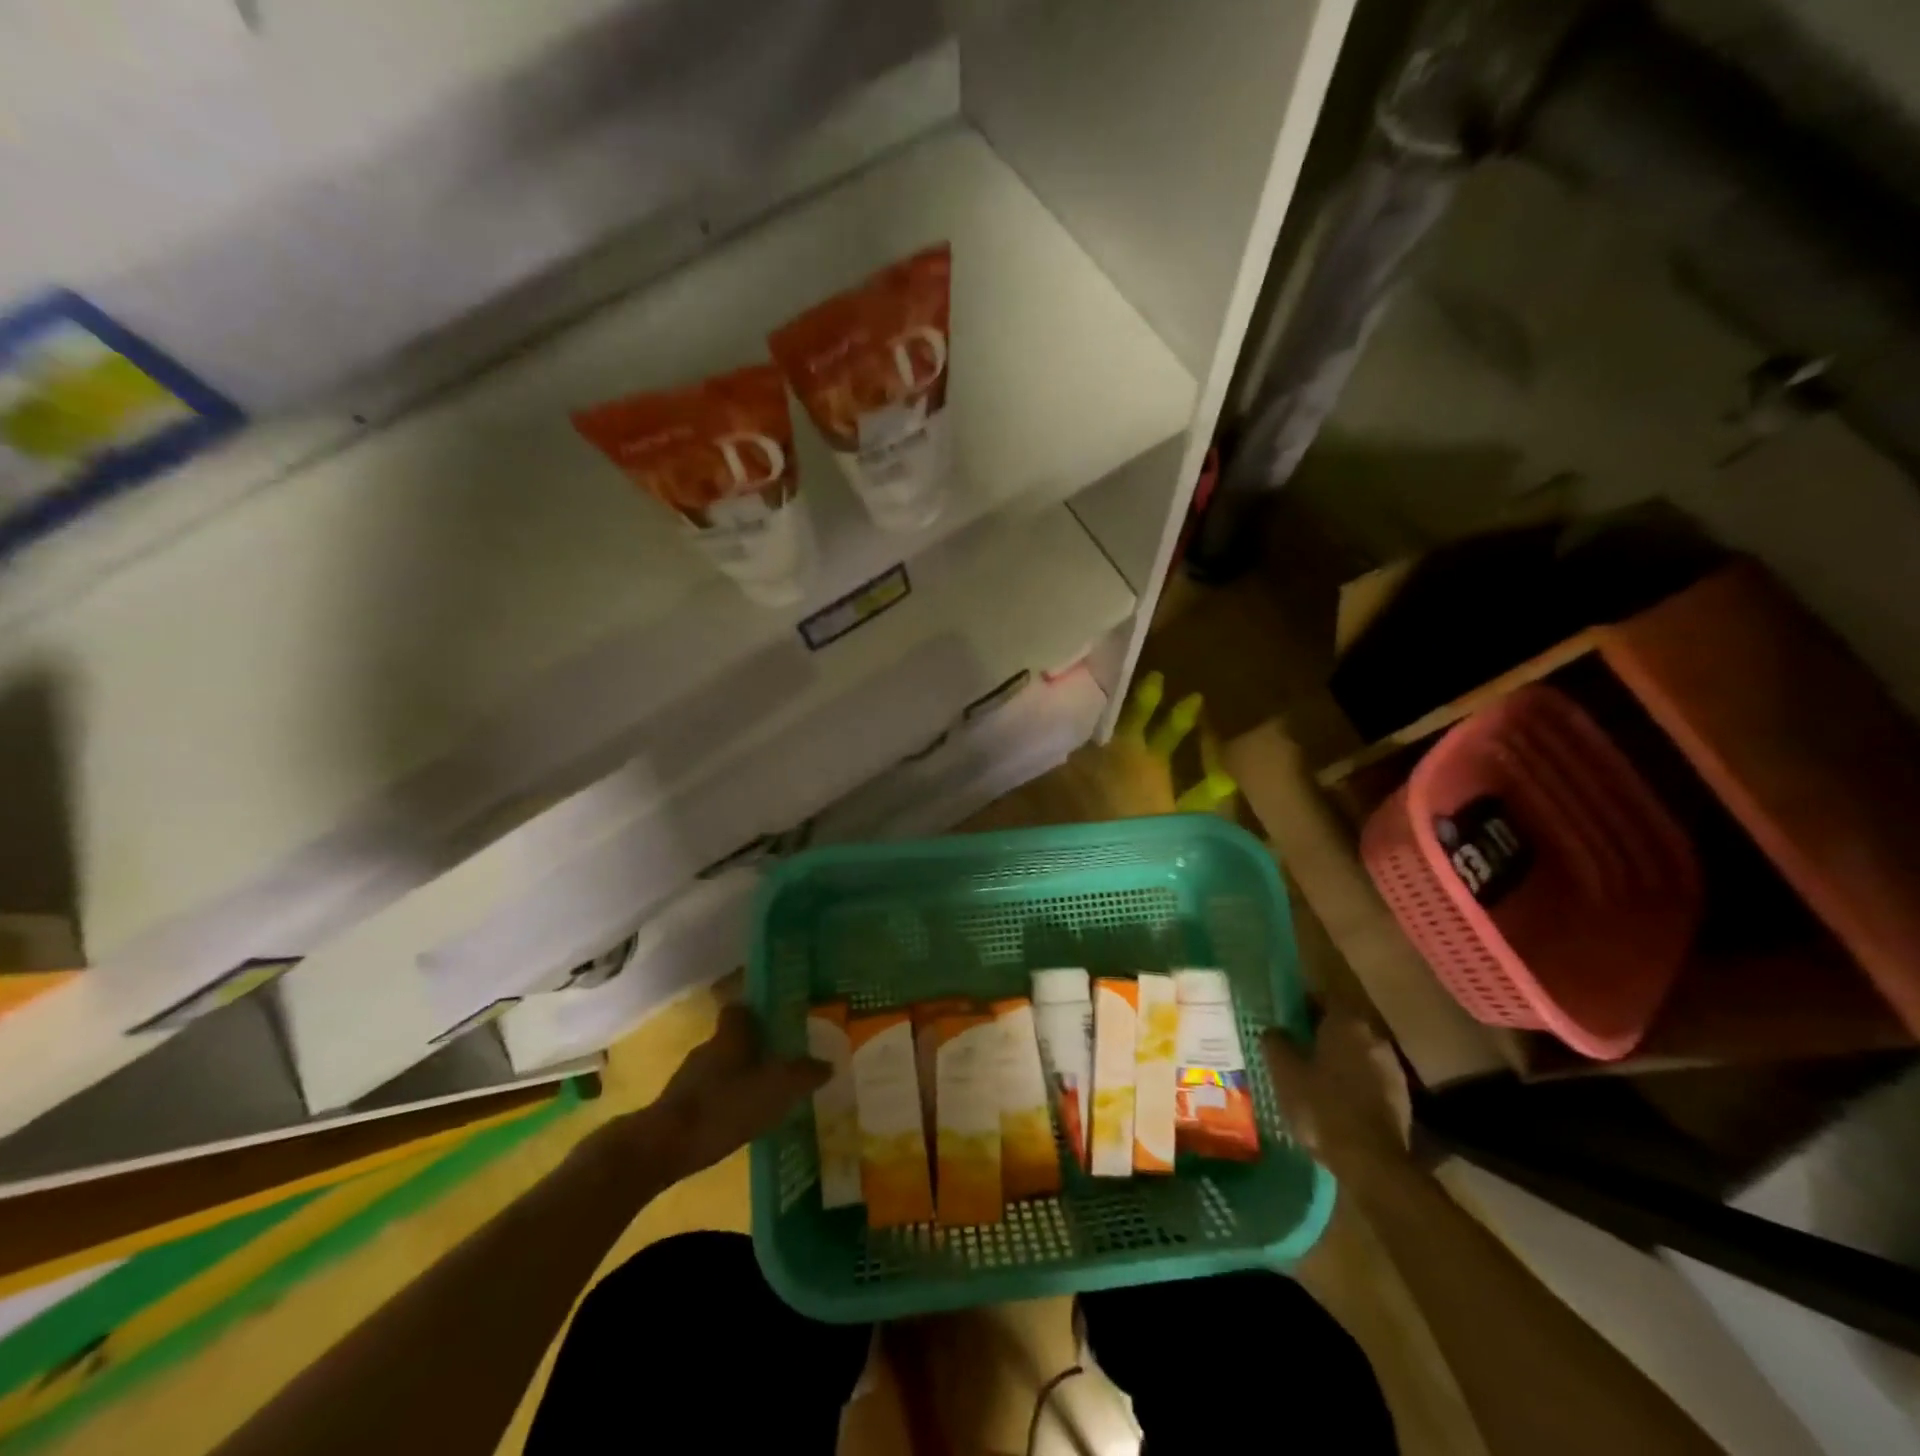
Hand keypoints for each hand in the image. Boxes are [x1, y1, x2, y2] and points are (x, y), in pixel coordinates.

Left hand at [617, 1005, 828, 1183]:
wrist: (662, 1148)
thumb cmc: (723, 1107)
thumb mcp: (775, 1090)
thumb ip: (803, 1075)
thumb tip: (828, 1064)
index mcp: (730, 1035)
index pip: (741, 1008)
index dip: (759, 1010)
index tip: (779, 1017)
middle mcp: (708, 1048)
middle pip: (734, 1038)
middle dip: (755, 1046)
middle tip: (782, 1058)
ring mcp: (688, 1078)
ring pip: (721, 1066)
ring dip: (740, 1075)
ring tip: (766, 1092)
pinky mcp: (678, 1106)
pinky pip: (710, 1093)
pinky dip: (725, 1101)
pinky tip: (741, 1119)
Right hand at [1263, 1006, 1411, 1178]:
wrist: (1372, 1161)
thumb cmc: (1322, 1106)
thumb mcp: (1284, 1073)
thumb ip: (1276, 1043)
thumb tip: (1274, 1030)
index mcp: (1346, 1023)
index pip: (1325, 998)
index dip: (1306, 1004)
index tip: (1290, 1017)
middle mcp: (1374, 1037)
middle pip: (1345, 1024)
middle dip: (1324, 1032)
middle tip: (1300, 1046)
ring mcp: (1392, 1068)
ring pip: (1360, 1052)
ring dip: (1342, 1058)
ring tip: (1319, 1075)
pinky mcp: (1403, 1097)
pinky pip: (1372, 1078)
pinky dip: (1357, 1082)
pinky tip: (1340, 1100)